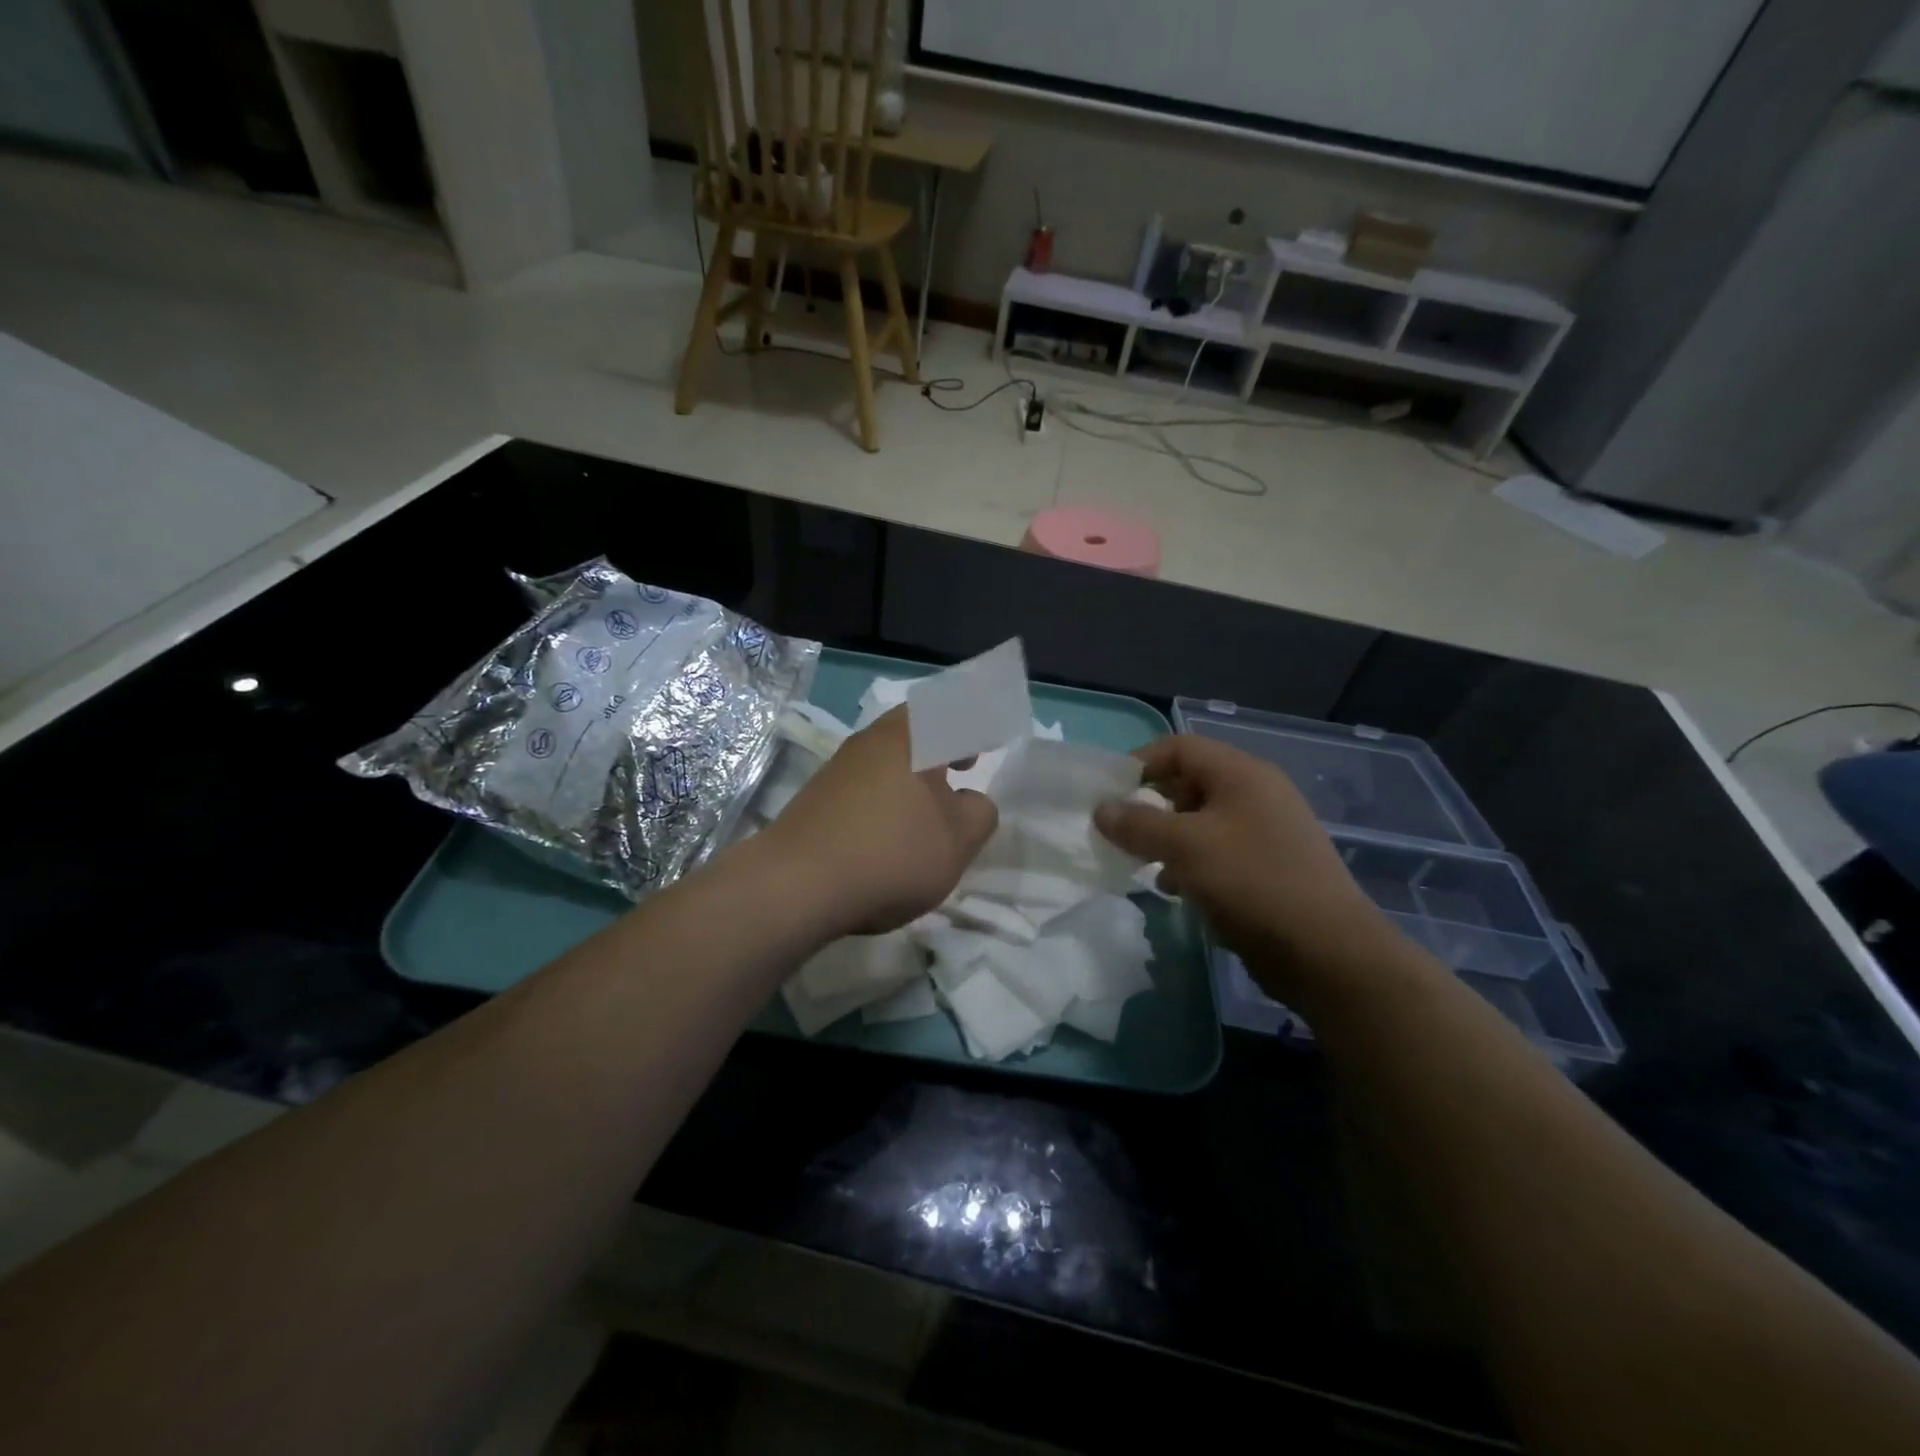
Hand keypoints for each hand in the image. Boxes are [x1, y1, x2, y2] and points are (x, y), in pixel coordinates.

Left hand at [765, 707, 998, 936]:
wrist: (795, 884)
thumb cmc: (890, 853)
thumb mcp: (957, 842)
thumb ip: (979, 814)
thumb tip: (971, 801)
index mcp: (912, 737)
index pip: (953, 709)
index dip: (977, 721)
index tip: (991, 739)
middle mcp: (872, 740)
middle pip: (916, 725)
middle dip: (946, 742)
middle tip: (968, 762)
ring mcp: (840, 766)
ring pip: (890, 753)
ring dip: (918, 768)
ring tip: (935, 799)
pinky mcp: (819, 795)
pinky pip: (868, 778)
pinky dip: (892, 789)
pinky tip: (895, 823)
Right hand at [1094, 735, 1403, 1004]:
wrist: (1326, 952)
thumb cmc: (1252, 882)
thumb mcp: (1186, 847)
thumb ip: (1138, 824)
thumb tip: (1101, 810)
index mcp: (1242, 774)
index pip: (1180, 747)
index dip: (1140, 763)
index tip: (1107, 794)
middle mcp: (1256, 794)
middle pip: (1190, 783)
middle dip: (1150, 804)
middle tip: (1121, 831)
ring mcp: (1266, 832)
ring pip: (1201, 821)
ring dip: (1167, 837)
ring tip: (1142, 862)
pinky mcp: (1268, 868)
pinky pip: (1218, 852)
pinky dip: (1190, 862)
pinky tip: (1174, 888)